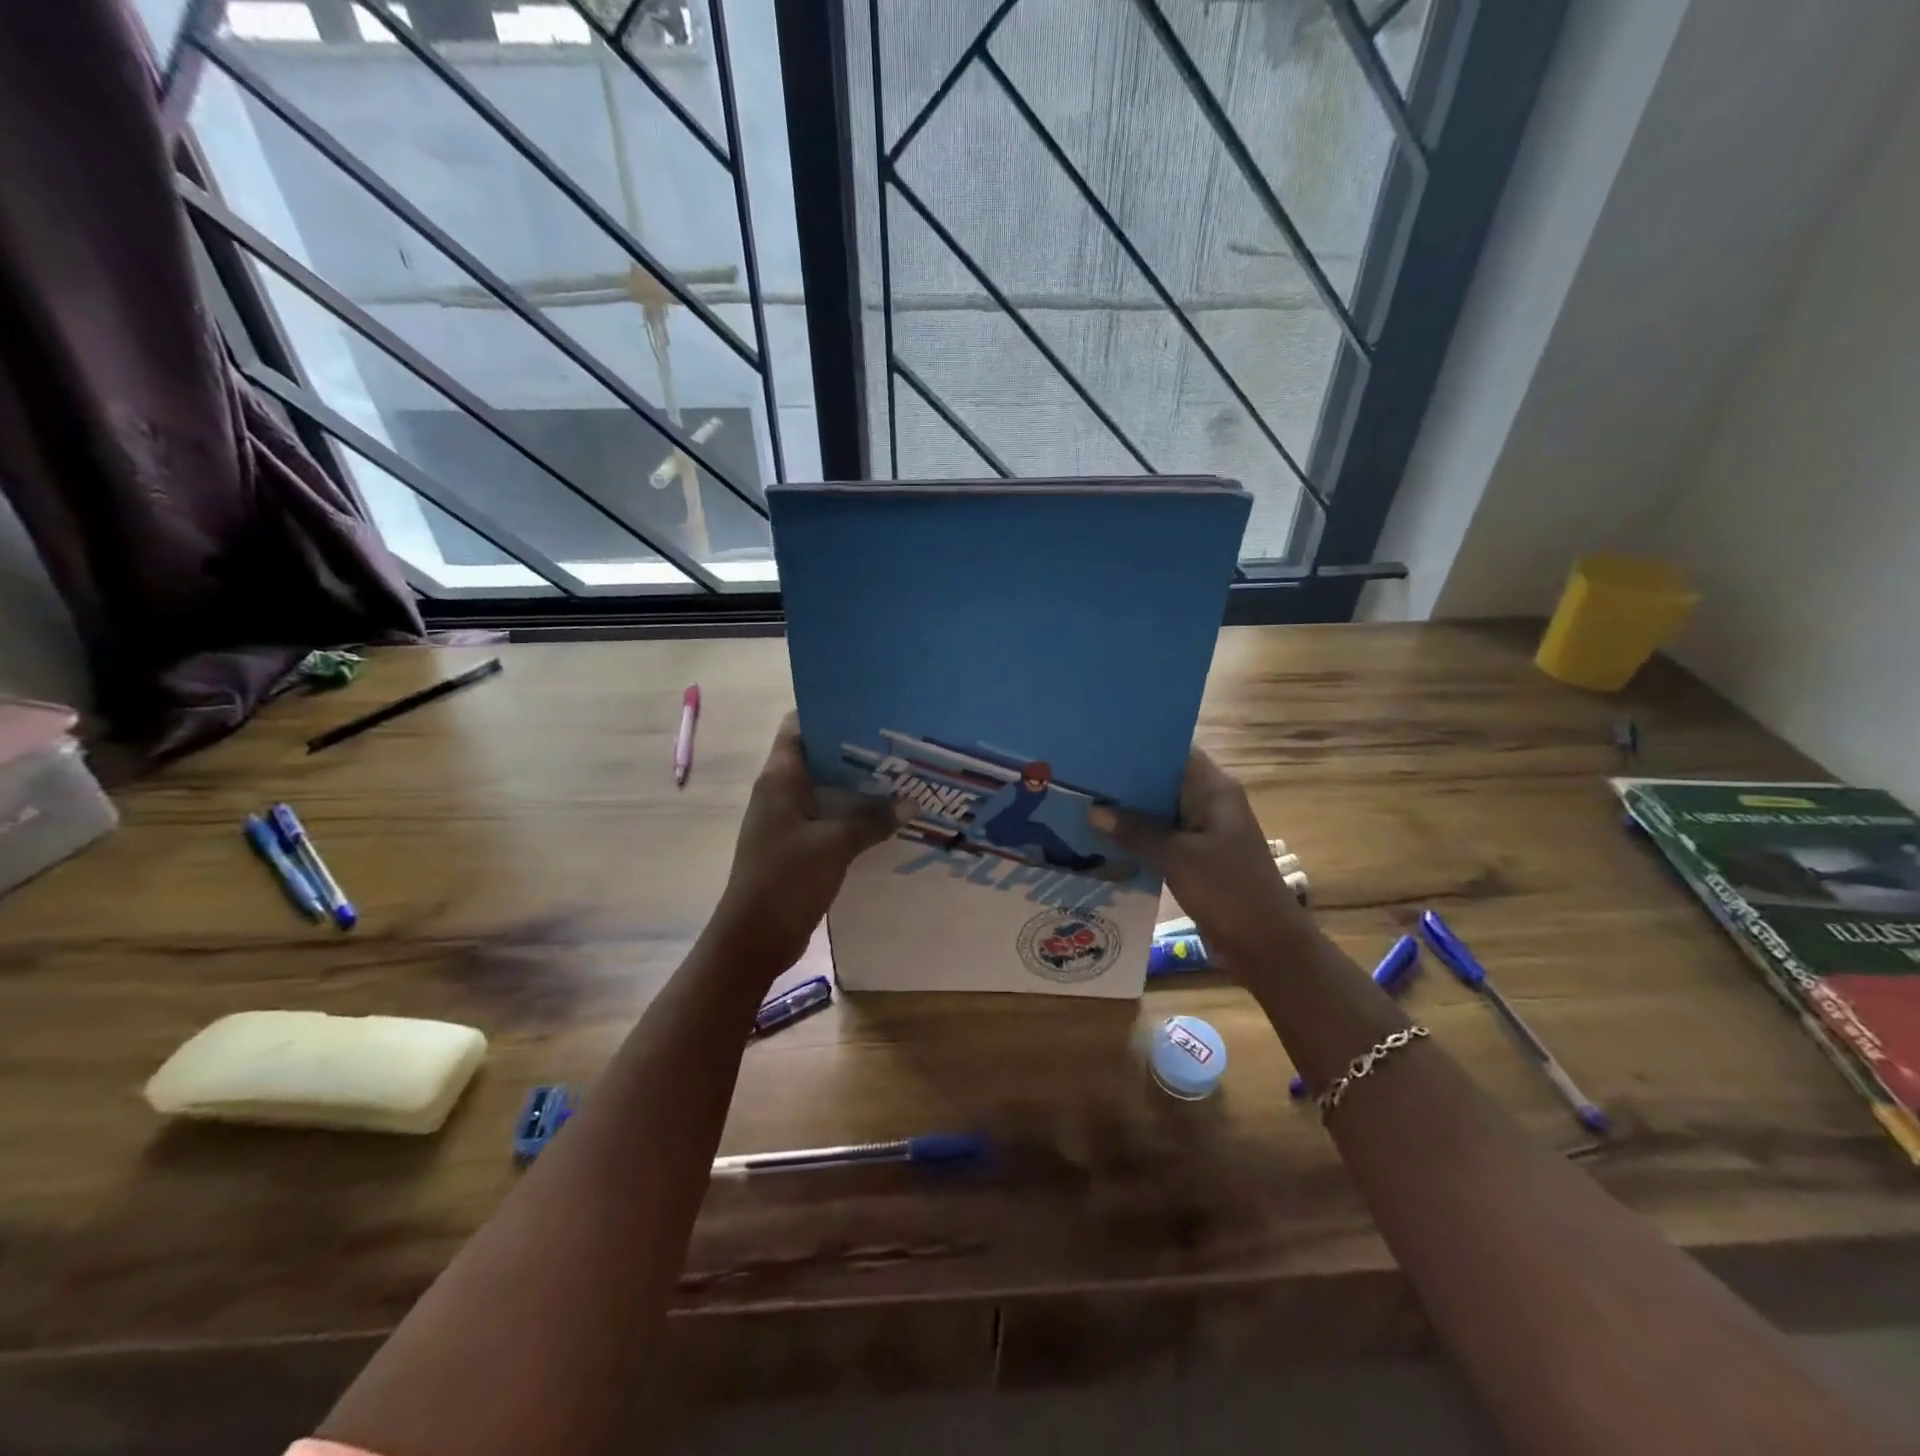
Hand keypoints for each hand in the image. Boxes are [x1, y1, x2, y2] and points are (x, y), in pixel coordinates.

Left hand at [707, 714, 905, 975]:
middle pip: (818, 757)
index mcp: (780, 779)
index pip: (798, 727)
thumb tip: (911, 802)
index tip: (868, 709)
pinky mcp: (796, 846)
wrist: (753, 939)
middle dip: (854, 750)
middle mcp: (780, 792)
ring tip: (900, 775)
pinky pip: (827, 818)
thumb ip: (872, 820)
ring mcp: (787, 820)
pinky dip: (852, 814)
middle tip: (897, 744)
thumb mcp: (835, 845)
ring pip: (825, 789)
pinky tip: (884, 817)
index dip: (829, 712)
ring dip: (856, 785)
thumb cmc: (786, 880)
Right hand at [1090, 748, 1307, 963]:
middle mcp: (1210, 803)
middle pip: (1163, 780)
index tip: (1101, 743)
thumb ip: (1135, 832)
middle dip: (1126, 779)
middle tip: (1081, 774)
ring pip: (1160, 811)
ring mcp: (1204, 831)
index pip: (1175, 751)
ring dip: (1129, 811)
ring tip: (1083, 801)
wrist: (1268, 948)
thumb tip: (1092, 810)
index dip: (1140, 745)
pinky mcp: (1196, 857)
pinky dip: (1138, 837)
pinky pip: (1162, 837)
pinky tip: (1104, 838)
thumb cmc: (1229, 891)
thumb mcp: (1177, 858)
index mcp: (1215, 790)